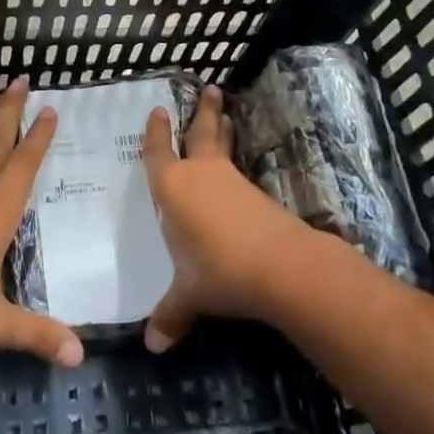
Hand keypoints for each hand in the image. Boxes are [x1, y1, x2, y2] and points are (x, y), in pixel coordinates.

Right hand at [141, 86, 319, 352]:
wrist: (280, 266)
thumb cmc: (217, 270)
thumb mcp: (188, 296)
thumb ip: (170, 314)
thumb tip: (153, 345)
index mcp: (173, 187)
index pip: (159, 153)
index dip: (157, 133)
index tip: (159, 110)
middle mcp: (201, 175)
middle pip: (202, 133)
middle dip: (204, 111)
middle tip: (211, 88)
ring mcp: (232, 182)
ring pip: (225, 147)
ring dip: (224, 130)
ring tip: (227, 114)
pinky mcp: (257, 196)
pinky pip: (239, 172)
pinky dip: (236, 164)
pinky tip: (237, 177)